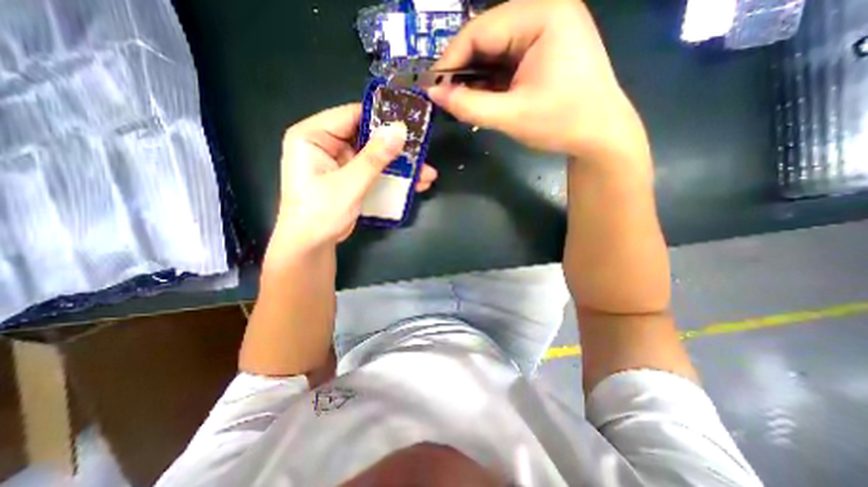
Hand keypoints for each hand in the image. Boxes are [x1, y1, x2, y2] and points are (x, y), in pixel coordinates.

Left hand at [267, 104, 440, 256]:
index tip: (410, 124)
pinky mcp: (351, 178)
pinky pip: (375, 171)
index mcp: (314, 135)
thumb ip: (374, 157)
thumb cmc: (320, 213)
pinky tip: (415, 184)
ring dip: (400, 166)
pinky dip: (393, 177)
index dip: (381, 118)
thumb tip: (399, 130)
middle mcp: (327, 144)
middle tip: (422, 152)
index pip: (352, 115)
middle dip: (397, 148)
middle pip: (368, 137)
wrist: (312, 245)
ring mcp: (340, 162)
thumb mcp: (349, 184)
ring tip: (426, 174)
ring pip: (375, 157)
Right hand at [427, 1, 643, 157]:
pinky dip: (490, 80)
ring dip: (475, 76)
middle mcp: (544, 13)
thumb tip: (433, 94)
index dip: (451, 59)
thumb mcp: (511, 116)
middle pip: (487, 36)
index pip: (481, 29)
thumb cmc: (561, 123)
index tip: (433, 88)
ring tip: (461, 101)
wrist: (600, 136)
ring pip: (494, 50)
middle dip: (463, 69)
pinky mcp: (543, 51)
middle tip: (446, 98)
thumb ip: (469, 105)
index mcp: (542, 15)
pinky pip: (506, 60)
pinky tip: (481, 97)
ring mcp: (545, 31)